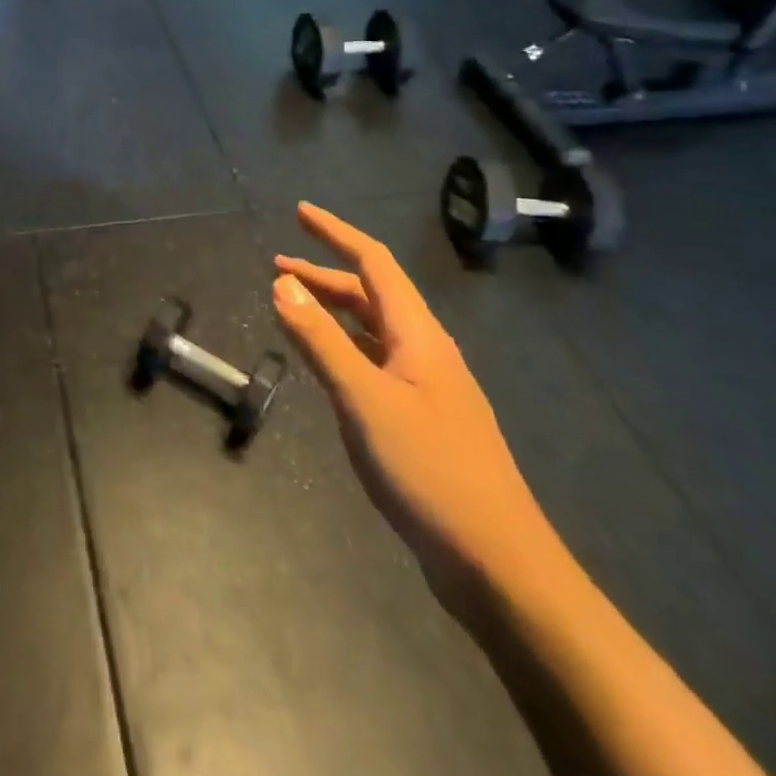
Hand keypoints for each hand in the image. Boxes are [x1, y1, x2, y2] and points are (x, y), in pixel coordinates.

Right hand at [272, 202, 554, 607]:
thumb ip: (320, 340)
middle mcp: (425, 350)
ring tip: (292, 308)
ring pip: (373, 330)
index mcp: (418, 335)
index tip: (301, 211)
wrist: (497, 564)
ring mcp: (427, 386)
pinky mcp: (422, 419)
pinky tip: (326, 363)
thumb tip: (281, 284)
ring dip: (333, 311)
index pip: (374, 263)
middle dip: (325, 274)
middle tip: (278, 268)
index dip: (337, 233)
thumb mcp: (363, 399)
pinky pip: (375, 362)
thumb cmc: (429, 470)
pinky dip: (344, 347)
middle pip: (372, 294)